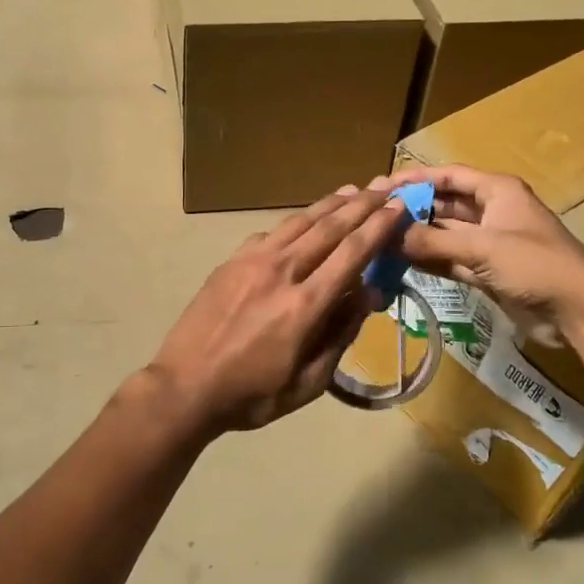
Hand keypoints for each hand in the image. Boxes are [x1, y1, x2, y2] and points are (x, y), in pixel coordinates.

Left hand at [145, 187, 409, 435]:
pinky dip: (294, 223)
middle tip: (383, 188)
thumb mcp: (309, 382)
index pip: (352, 253)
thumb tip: (368, 293)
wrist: (184, 386)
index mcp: (305, 305)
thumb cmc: (252, 395)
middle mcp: (282, 272)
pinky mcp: (231, 261)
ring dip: (329, 204)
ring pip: (298, 222)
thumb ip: (341, 334)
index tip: (398, 207)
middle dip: (361, 205)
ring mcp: (252, 262)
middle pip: (329, 227)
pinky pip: (270, 233)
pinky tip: (303, 222)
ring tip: (351, 191)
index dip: (379, 227)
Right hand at [383, 165, 583, 340]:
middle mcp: (492, 211)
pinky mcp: (489, 270)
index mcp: (497, 191)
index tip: (383, 185)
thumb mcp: (483, 248)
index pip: (449, 176)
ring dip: (419, 236)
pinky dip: (431, 260)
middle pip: (444, 204)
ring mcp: (490, 242)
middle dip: (413, 208)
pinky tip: (402, 262)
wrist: (578, 309)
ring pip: (446, 234)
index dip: (416, 178)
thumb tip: (389, 237)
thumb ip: (434, 242)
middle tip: (376, 214)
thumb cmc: (535, 265)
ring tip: (381, 239)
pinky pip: (452, 259)